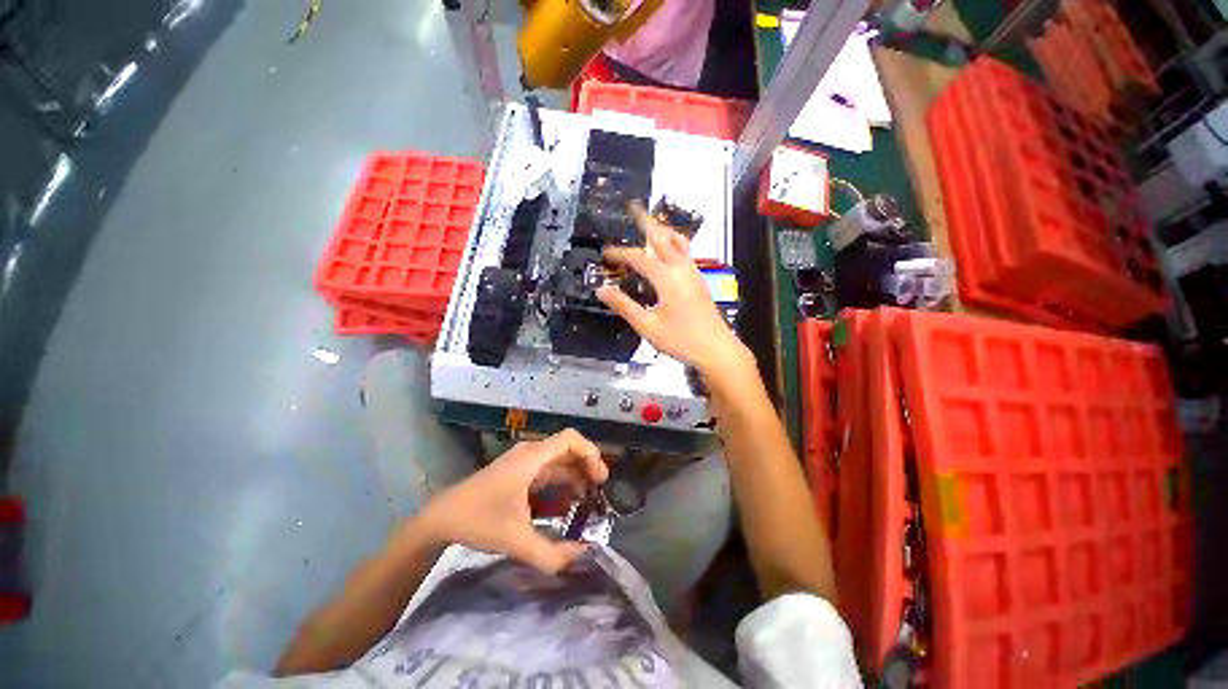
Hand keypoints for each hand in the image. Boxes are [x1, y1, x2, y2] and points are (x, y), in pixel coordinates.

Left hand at [415, 429, 607, 573]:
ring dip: (575, 475)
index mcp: (533, 458)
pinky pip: (548, 469)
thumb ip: (551, 554)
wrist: (440, 519)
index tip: (600, 478)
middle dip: (587, 466)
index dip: (591, 453)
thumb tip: (583, 556)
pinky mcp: (518, 471)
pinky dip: (562, 481)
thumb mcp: (517, 541)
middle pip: (568, 448)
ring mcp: (523, 461)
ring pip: (559, 459)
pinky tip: (567, 502)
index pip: (571, 439)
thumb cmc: (479, 521)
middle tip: (600, 491)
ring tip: (588, 499)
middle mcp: (531, 453)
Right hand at [596, 202, 751, 377]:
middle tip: (633, 206)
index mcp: (667, 278)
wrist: (717, 349)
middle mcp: (681, 269)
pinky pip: (685, 253)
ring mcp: (693, 273)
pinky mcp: (699, 281)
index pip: (638, 257)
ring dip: (663, 230)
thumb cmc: (681, 339)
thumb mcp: (647, 326)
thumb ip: (624, 306)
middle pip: (662, 237)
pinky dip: (673, 243)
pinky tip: (669, 252)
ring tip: (652, 223)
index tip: (606, 253)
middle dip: (646, 221)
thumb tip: (602, 290)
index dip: (620, 253)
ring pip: (678, 242)